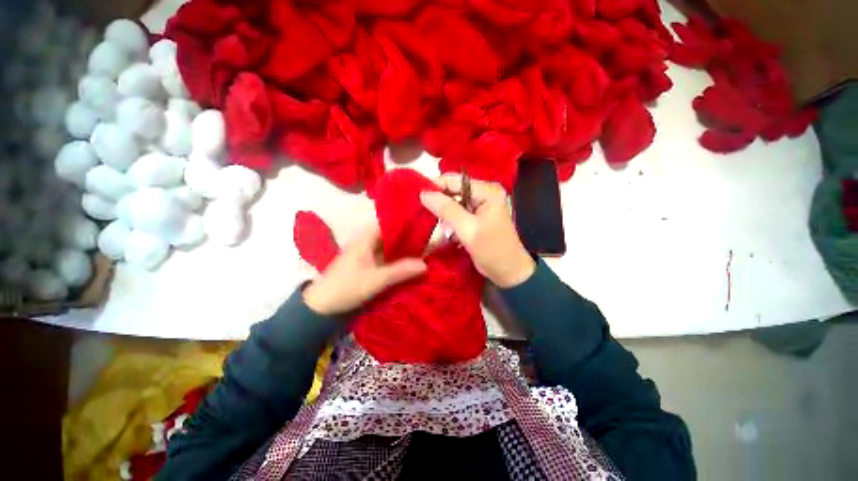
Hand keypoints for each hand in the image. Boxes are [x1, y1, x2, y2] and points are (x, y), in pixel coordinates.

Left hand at [303, 227, 426, 315]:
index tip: (423, 224)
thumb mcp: (375, 280)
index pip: (388, 223)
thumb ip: (400, 271)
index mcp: (365, 239)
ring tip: (424, 250)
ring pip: (389, 247)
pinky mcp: (367, 265)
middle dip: (408, 238)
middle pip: (390, 235)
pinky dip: (397, 259)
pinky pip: (385, 258)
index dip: (404, 222)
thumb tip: (426, 265)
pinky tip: (409, 263)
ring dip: (403, 249)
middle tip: (429, 239)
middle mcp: (366, 243)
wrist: (321, 307)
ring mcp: (366, 254)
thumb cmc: (346, 288)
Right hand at [420, 174, 534, 287]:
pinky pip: (456, 214)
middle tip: (427, 216)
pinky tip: (448, 233)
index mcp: (487, 191)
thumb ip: (447, 210)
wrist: (508, 272)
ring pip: (452, 203)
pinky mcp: (475, 218)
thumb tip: (423, 193)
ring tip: (439, 228)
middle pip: (453, 191)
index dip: (435, 187)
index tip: (417, 199)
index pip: (454, 180)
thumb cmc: (492, 250)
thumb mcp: (468, 230)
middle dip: (439, 203)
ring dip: (443, 215)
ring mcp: (480, 206)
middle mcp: (484, 193)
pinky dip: (449, 222)